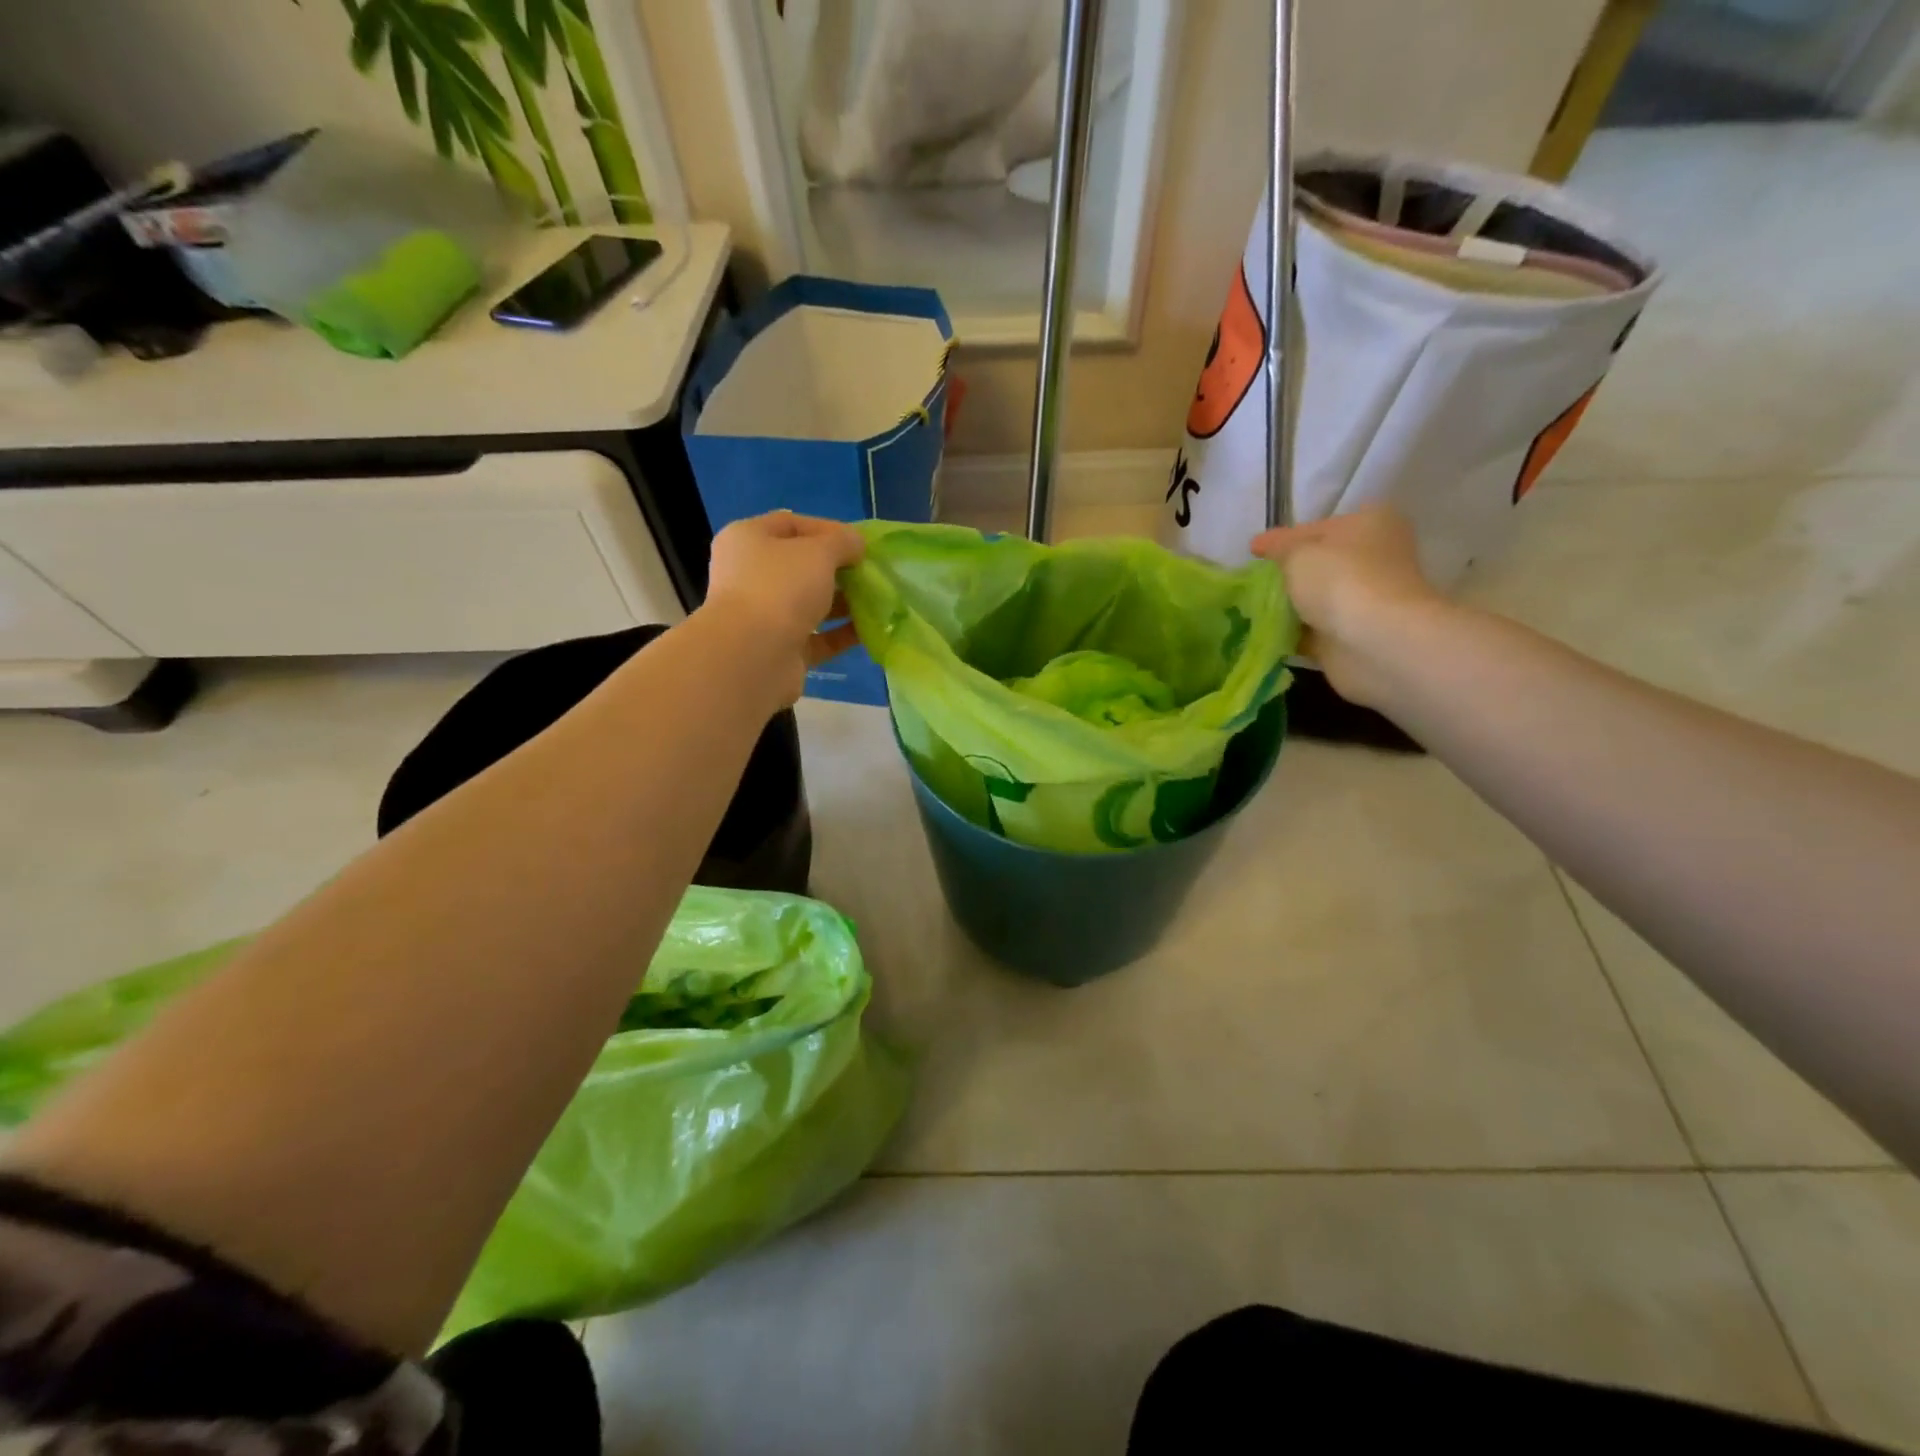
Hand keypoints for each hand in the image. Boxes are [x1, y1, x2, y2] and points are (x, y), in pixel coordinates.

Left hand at [699, 511, 865, 705]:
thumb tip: (856, 543)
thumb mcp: (818, 552)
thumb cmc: (780, 588)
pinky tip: (869, 631)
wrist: (753, 656)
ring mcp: (764, 616)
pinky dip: (840, 633)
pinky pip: (817, 637)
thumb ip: (842, 542)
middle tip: (870, 572)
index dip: (827, 529)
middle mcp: (750, 575)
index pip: (790, 524)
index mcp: (747, 540)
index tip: (859, 542)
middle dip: (838, 568)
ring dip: (843, 602)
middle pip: (800, 566)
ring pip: (809, 603)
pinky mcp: (780, 649)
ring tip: (877, 600)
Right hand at [1250, 507, 1447, 708]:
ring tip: (1250, 609)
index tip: (1253, 553)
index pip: (1317, 528)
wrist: (1375, 642)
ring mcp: (1365, 599)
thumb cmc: (1340, 581)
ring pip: (1316, 599)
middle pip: (1319, 564)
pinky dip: (1292, 633)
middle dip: (1286, 575)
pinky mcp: (1353, 635)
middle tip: (1250, 583)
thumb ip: (1277, 546)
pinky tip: (1264, 634)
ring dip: (1288, 606)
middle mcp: (1373, 558)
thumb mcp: (1298, 552)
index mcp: (1369, 524)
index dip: (1283, 540)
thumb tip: (1261, 544)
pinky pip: (1313, 631)